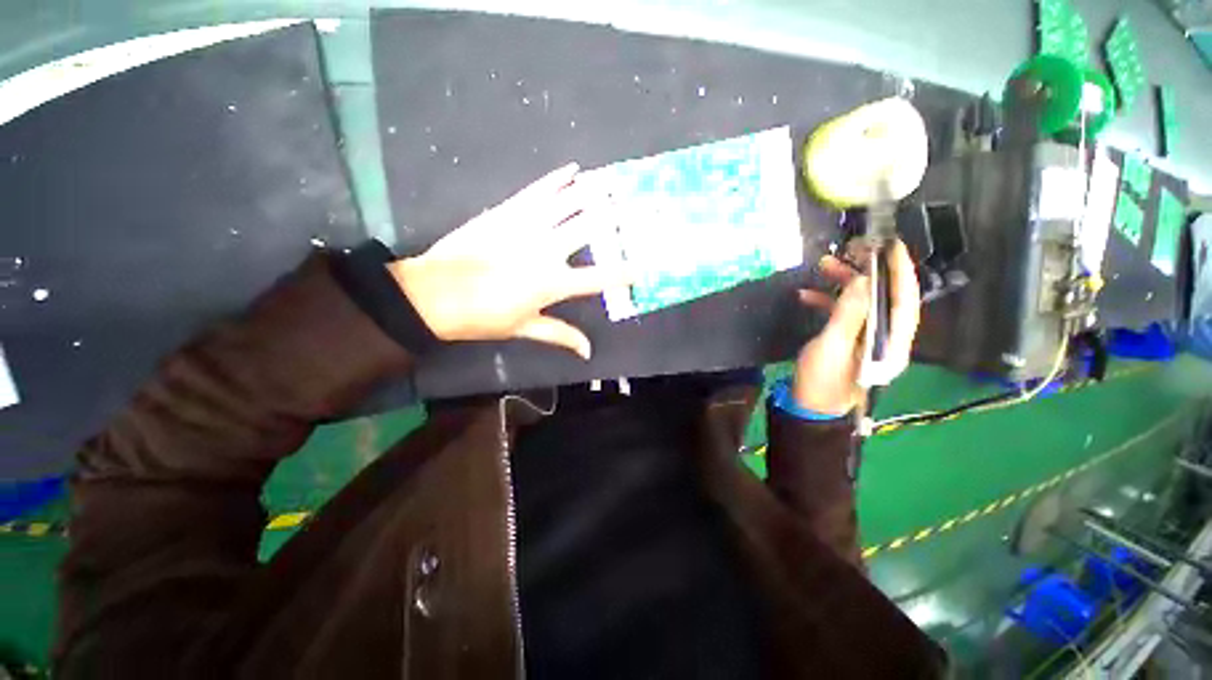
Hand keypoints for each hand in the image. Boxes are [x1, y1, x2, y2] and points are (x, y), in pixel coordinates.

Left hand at [388, 163, 627, 359]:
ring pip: (568, 202)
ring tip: (614, 181)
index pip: (598, 278)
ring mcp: (527, 226)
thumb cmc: (482, 317)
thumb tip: (588, 352)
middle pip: (589, 228)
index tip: (643, 267)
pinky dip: (557, 179)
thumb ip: (561, 335)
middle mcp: (546, 250)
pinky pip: (538, 190)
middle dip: (617, 216)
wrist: (434, 293)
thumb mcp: (525, 328)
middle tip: (638, 204)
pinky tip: (573, 170)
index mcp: (552, 283)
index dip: (623, 274)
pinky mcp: (508, 211)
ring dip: (593, 191)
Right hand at [791, 240, 919, 414]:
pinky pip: (844, 314)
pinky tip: (806, 295)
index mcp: (892, 342)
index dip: (900, 271)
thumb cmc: (823, 379)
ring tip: (823, 266)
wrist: (809, 406)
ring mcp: (866, 339)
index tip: (892, 245)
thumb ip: (849, 313)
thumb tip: (863, 280)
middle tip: (848, 251)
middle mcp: (886, 338)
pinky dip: (828, 301)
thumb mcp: (833, 345)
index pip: (905, 300)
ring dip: (843, 284)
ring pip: (862, 302)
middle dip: (866, 272)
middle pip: (883, 297)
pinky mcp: (848, 340)